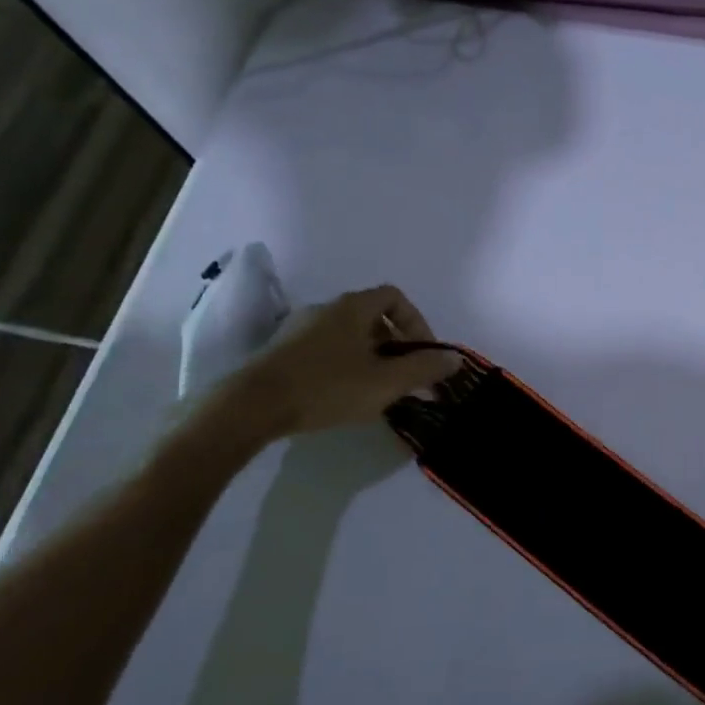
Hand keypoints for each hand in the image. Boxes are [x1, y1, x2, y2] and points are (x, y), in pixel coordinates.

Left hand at [228, 286, 459, 438]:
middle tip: (405, 377)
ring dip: (371, 358)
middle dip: (396, 346)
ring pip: (349, 336)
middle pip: (373, 318)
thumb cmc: (327, 387)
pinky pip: (326, 350)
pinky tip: (344, 396)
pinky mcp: (281, 352)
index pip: (395, 297)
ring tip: (378, 391)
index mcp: (353, 307)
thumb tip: (455, 358)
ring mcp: (299, 329)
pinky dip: (345, 366)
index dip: (416, 322)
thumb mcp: (386, 382)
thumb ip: (425, 368)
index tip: (424, 353)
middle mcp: (326, 309)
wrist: (250, 407)